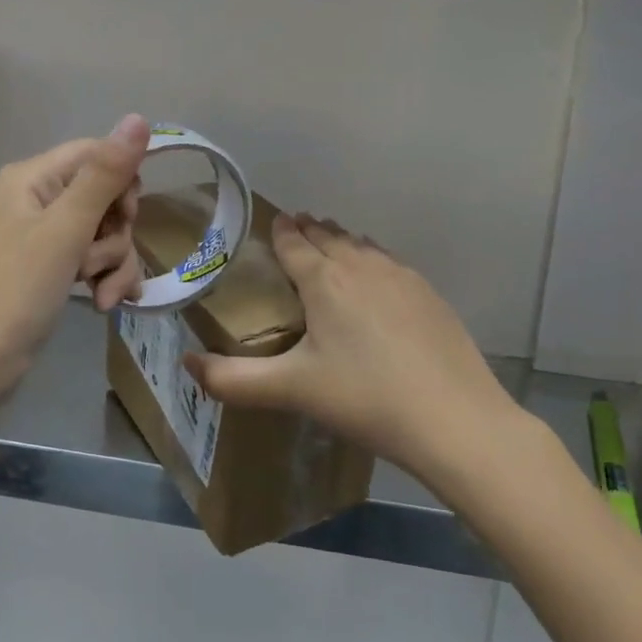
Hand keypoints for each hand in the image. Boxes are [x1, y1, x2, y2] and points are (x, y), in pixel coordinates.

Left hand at [0, 114, 149, 394]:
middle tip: (98, 260)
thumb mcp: (67, 228)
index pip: (97, 154)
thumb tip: (139, 119)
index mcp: (34, 177)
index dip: (122, 181)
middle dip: (116, 234)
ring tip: (100, 294)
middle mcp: (40, 197)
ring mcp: (48, 233)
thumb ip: (105, 175)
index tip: (127, 215)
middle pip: (107, 195)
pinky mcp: (56, 264)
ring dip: (113, 263)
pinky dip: (106, 278)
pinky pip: (97, 257)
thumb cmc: (20, 287)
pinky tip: (105, 303)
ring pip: (107, 231)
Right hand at [185, 214, 520, 482]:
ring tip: (330, 246)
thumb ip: (232, 380)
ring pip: (361, 245)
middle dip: (309, 230)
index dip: (281, 230)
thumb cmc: (365, 399)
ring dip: (341, 241)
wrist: (455, 420)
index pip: (294, 242)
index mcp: (324, 280)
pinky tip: (375, 280)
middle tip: (296, 229)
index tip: (274, 221)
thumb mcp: (291, 391)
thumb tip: (186, 364)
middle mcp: (362, 265)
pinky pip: (389, 262)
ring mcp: (401, 276)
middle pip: (329, 235)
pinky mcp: (428, 294)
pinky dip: (371, 259)